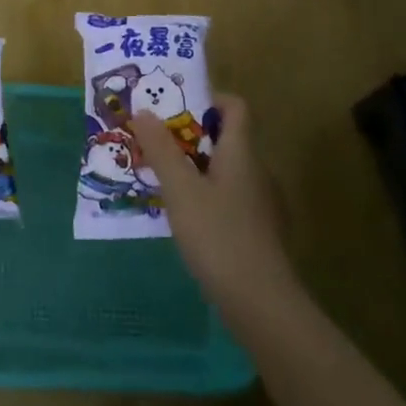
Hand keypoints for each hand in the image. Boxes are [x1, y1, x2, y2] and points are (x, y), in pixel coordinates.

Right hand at [131, 95, 294, 322]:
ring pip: (227, 172)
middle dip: (190, 137)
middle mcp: (257, 171)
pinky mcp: (260, 235)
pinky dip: (208, 199)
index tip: (175, 109)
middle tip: (156, 146)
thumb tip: (143, 111)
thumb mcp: (180, 190)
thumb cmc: (219, 236)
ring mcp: (262, 205)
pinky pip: (230, 200)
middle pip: (227, 139)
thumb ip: (161, 149)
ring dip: (196, 170)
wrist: (263, 306)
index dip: (207, 99)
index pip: (234, 106)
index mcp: (242, 152)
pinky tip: (186, 221)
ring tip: (163, 183)